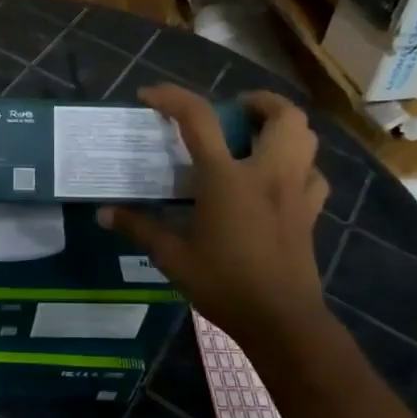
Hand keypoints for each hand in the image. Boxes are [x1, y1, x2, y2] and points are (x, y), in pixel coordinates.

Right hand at [101, 86, 330, 348]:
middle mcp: (267, 173)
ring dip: (282, 126)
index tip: (150, 96)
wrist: (282, 321)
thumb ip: (139, 228)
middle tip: (232, 112)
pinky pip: (313, 173)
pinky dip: (298, 164)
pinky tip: (277, 178)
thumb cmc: (224, 284)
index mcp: (227, 178)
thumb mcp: (173, 257)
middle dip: (258, 102)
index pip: (199, 118)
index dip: (173, 97)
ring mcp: (296, 191)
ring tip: (254, 137)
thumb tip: (103, 214)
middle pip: (282, 115)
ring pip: (306, 137)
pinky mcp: (311, 212)